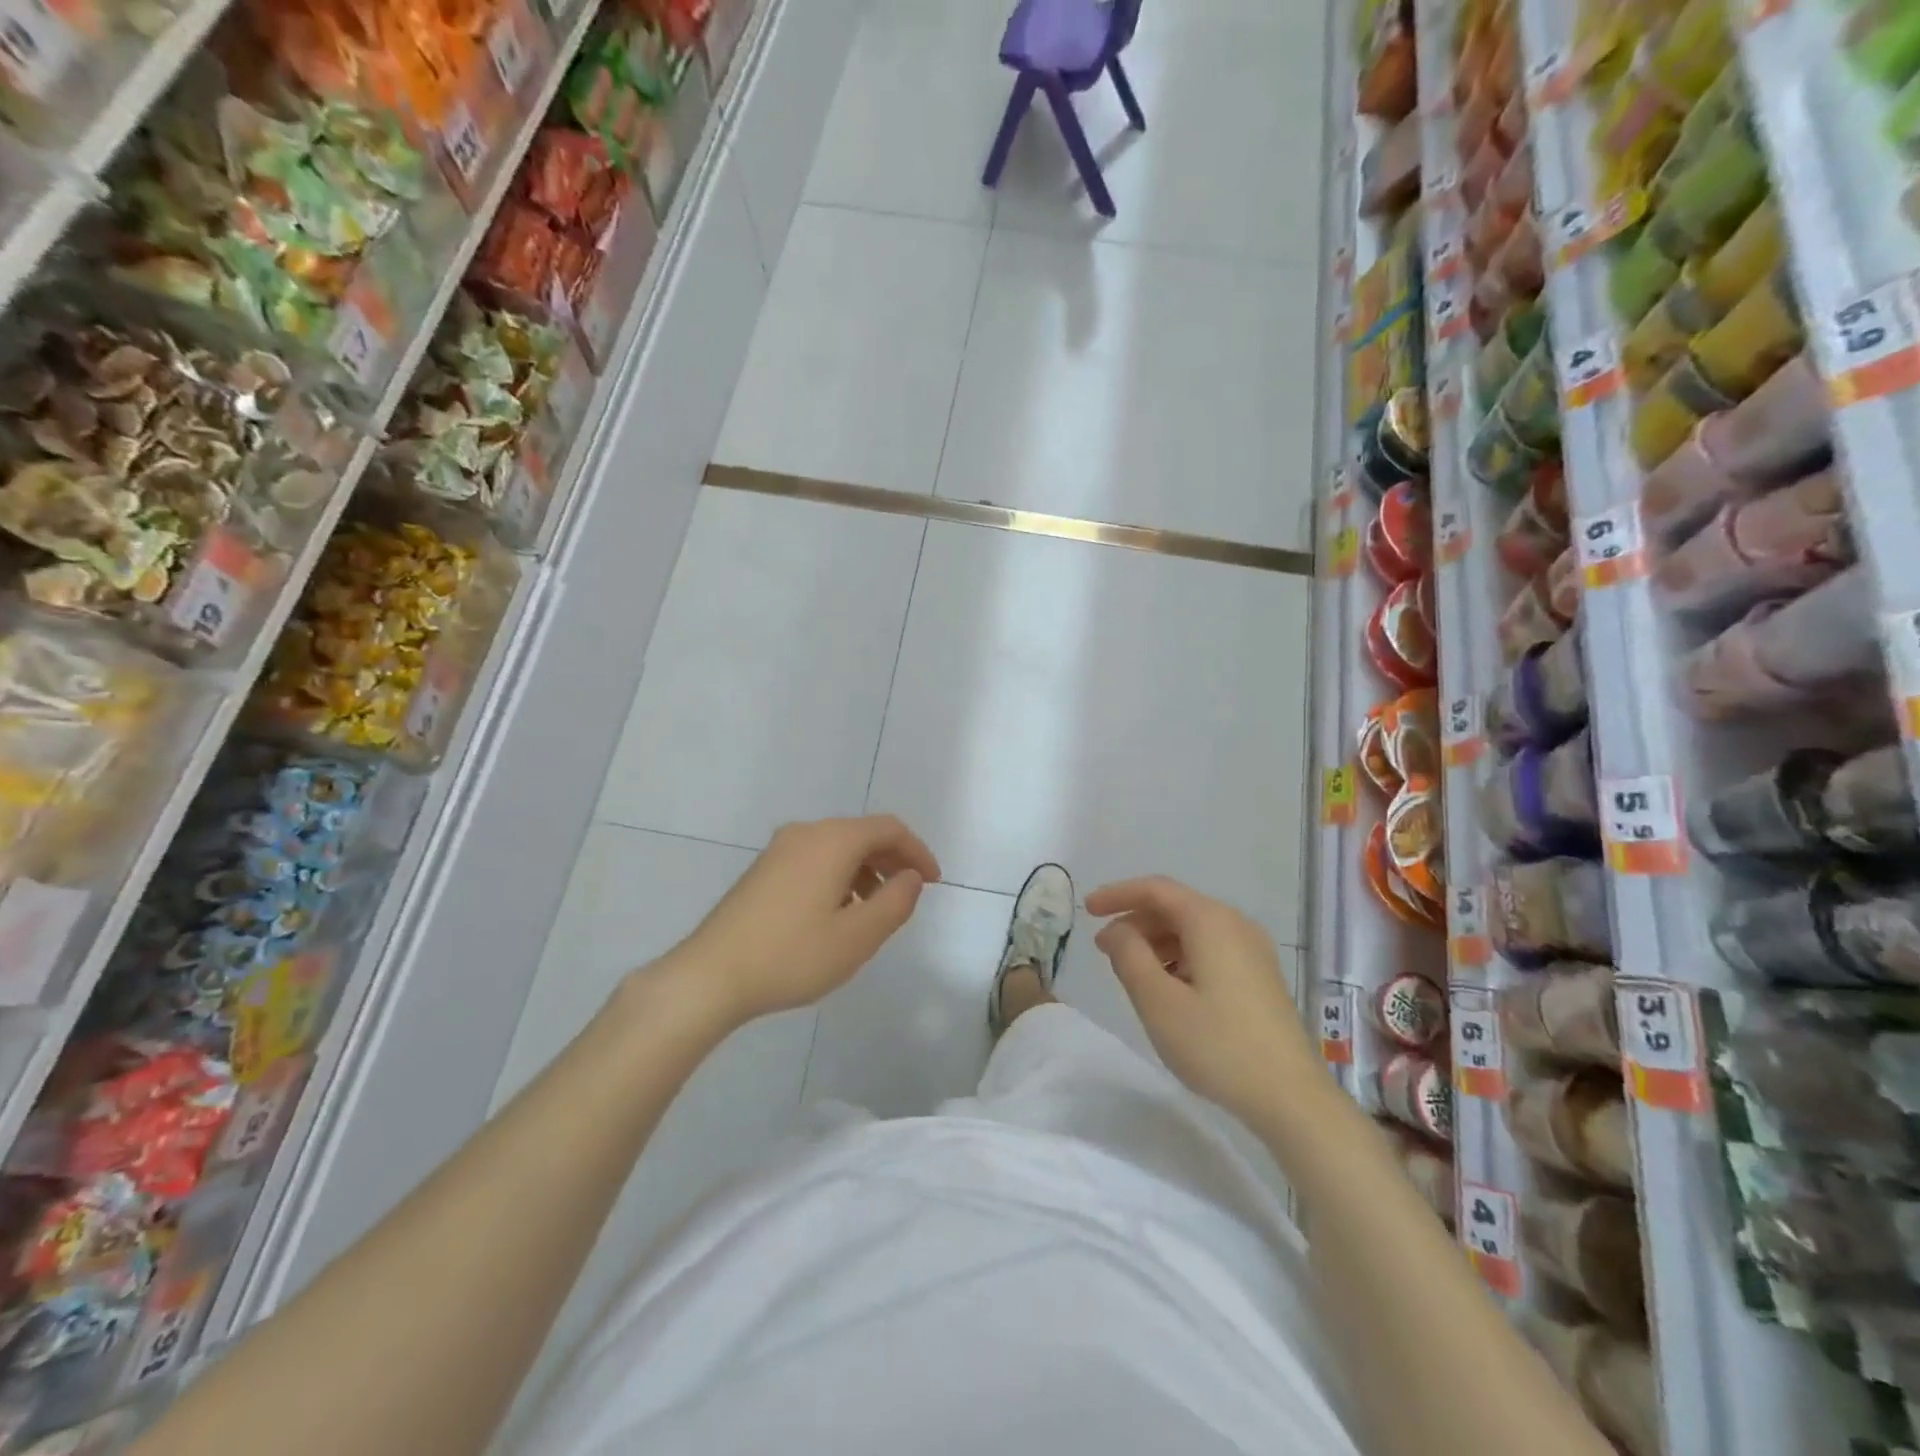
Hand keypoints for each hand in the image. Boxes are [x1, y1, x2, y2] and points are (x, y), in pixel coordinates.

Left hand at [660, 815, 940, 1027]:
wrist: (711, 975)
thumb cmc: (792, 955)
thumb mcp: (857, 937)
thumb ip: (895, 902)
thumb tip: (910, 878)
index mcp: (832, 841)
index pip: (889, 829)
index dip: (917, 851)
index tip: (933, 882)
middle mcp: (806, 833)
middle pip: (862, 834)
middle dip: (892, 860)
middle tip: (909, 894)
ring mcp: (779, 850)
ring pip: (837, 847)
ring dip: (865, 871)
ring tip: (873, 912)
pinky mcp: (763, 870)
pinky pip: (815, 859)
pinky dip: (839, 876)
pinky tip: (836, 914)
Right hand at [1087, 876, 1316, 1126]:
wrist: (1292, 1098)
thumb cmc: (1217, 1045)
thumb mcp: (1158, 1001)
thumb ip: (1129, 956)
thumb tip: (1117, 930)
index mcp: (1210, 921)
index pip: (1155, 889)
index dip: (1117, 894)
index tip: (1086, 911)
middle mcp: (1235, 924)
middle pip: (1175, 906)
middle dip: (1135, 921)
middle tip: (1104, 950)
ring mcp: (1253, 950)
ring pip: (1193, 929)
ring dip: (1156, 942)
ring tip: (1132, 973)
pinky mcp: (1260, 976)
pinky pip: (1210, 949)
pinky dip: (1180, 956)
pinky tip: (1168, 989)